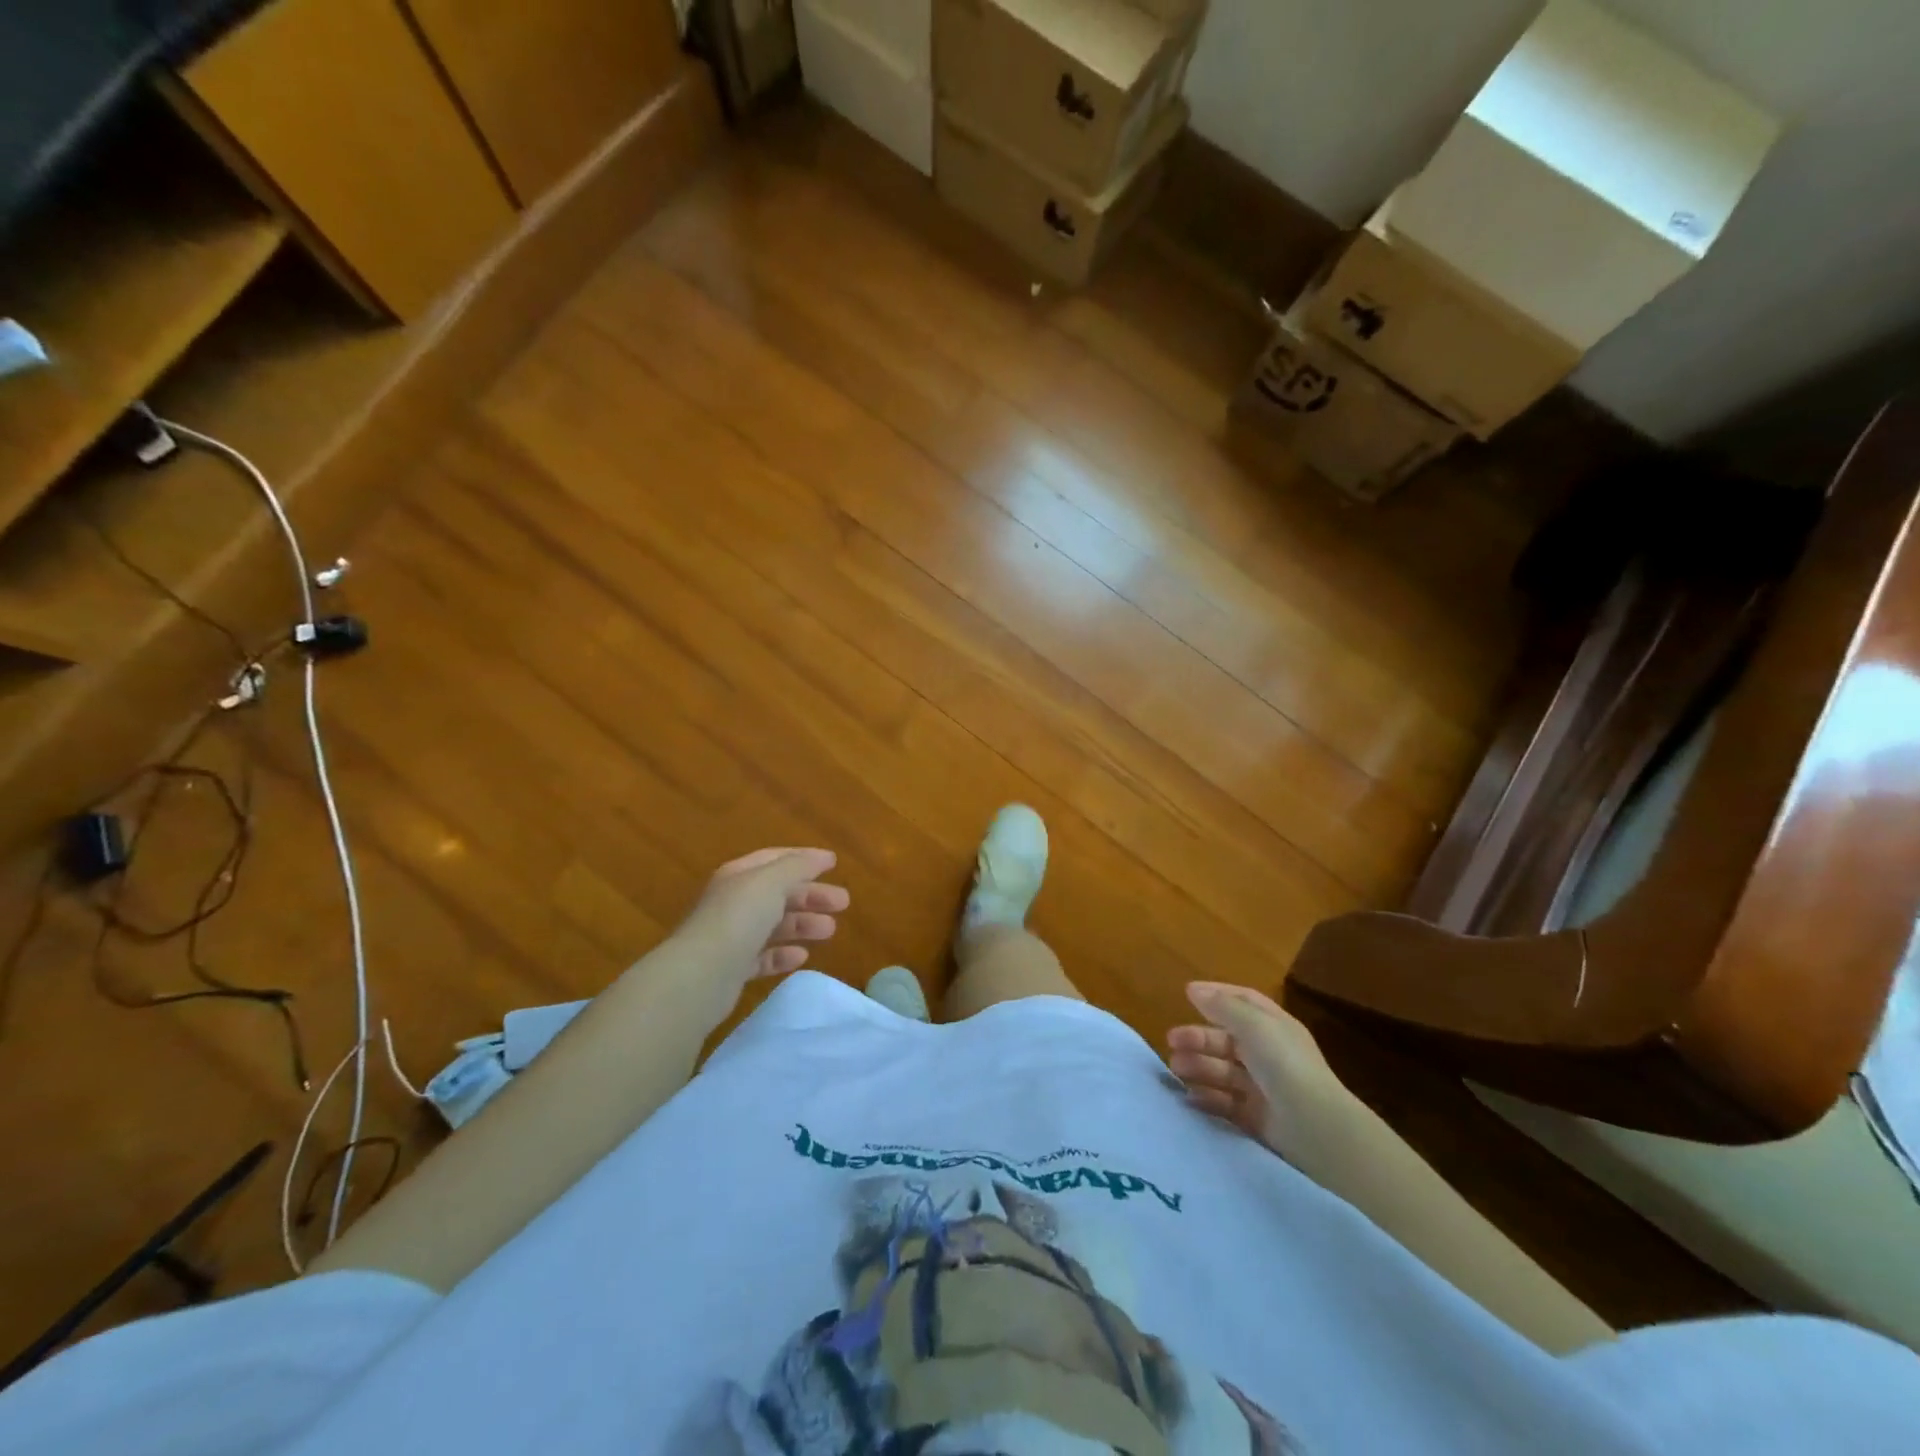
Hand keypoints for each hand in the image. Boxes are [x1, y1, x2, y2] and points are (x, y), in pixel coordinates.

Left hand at [673, 848, 849, 991]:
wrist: (701, 975)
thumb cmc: (739, 918)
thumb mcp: (771, 882)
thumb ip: (798, 866)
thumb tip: (821, 858)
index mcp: (739, 875)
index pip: (775, 859)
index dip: (805, 858)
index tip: (834, 864)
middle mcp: (733, 902)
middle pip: (778, 893)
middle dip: (811, 895)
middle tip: (843, 903)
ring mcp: (731, 936)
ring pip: (774, 924)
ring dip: (803, 924)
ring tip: (829, 931)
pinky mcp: (732, 969)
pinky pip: (763, 956)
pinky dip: (783, 954)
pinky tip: (801, 956)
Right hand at [1167, 982, 1357, 1167]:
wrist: (1315, 1128)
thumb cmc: (1284, 1065)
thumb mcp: (1254, 1025)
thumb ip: (1222, 1006)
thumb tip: (1193, 989)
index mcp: (1274, 1027)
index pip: (1244, 1003)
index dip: (1217, 995)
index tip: (1186, 995)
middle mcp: (1270, 1054)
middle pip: (1227, 1039)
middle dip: (1199, 1037)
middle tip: (1171, 1041)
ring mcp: (1264, 1088)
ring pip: (1223, 1071)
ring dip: (1198, 1066)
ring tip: (1175, 1069)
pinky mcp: (1257, 1119)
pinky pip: (1226, 1103)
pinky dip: (1206, 1098)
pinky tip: (1188, 1097)